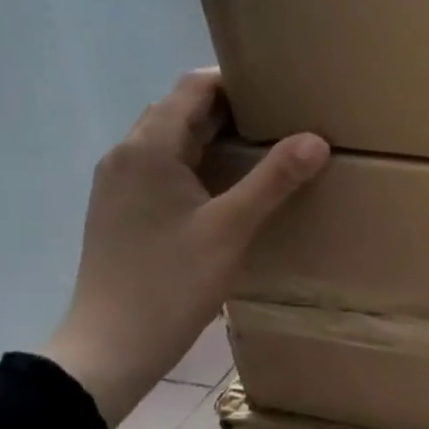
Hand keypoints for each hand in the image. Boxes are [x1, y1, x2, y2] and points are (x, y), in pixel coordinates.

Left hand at [40, 70, 328, 428]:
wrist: (111, 347)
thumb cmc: (171, 282)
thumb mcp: (231, 229)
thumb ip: (274, 179)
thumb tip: (316, 138)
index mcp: (147, 149)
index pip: (193, 88)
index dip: (236, 82)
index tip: (282, 91)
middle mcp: (126, 156)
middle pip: (181, 111)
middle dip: (231, 108)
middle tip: (283, 119)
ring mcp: (119, 184)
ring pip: (172, 141)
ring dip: (215, 136)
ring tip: (265, 150)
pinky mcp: (123, 210)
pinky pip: (165, 168)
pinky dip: (200, 163)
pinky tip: (230, 188)